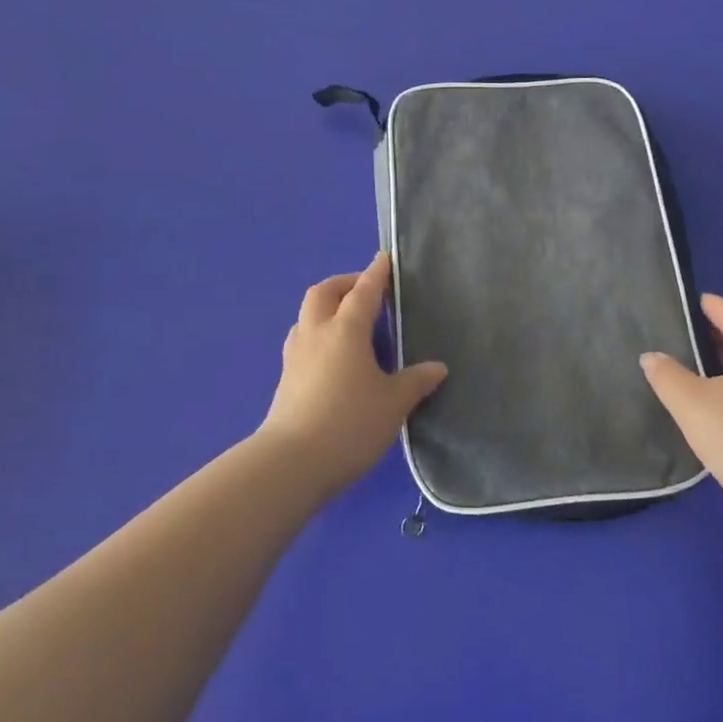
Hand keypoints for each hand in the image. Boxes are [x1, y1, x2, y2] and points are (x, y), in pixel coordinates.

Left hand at [260, 253, 448, 495]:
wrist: (292, 463)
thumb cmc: (350, 424)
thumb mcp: (393, 404)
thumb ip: (415, 381)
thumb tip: (437, 367)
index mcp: (346, 329)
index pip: (364, 291)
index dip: (376, 273)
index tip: (384, 259)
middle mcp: (317, 333)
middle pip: (324, 292)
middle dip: (345, 283)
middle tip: (365, 290)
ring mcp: (296, 354)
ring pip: (307, 314)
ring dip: (327, 306)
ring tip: (348, 321)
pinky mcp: (285, 377)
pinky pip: (302, 339)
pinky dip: (318, 332)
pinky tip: (332, 354)